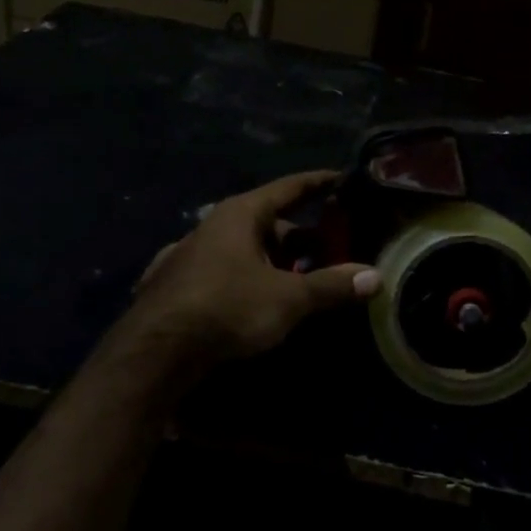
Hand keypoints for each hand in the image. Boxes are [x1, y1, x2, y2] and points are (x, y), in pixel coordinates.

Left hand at [126, 171, 380, 367]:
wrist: (155, 351)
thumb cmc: (227, 308)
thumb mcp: (288, 298)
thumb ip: (331, 286)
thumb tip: (375, 276)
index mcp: (241, 214)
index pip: (289, 188)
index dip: (319, 183)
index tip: (343, 179)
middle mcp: (214, 225)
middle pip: (269, 222)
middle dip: (302, 237)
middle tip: (333, 249)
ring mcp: (192, 254)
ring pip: (246, 249)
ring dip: (275, 262)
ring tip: (303, 281)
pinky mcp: (178, 283)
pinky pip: (225, 272)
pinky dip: (248, 279)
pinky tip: (258, 301)